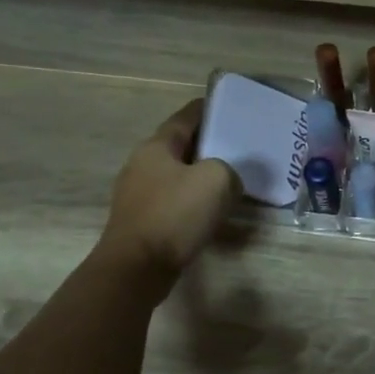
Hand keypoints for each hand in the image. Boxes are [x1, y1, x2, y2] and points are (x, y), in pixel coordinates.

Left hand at [99, 100, 238, 283]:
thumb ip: (229, 170)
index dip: (207, 109)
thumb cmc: (175, 214)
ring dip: (200, 175)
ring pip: (177, 175)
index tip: (228, 106)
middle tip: (237, 145)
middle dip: (207, 144)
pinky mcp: (142, 221)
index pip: (185, 117)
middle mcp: (142, 165)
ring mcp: (138, 194)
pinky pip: (174, 201)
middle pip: (180, 146)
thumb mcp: (218, 179)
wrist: (137, 267)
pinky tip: (211, 210)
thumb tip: (227, 180)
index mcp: (156, 146)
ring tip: (229, 178)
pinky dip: (193, 200)